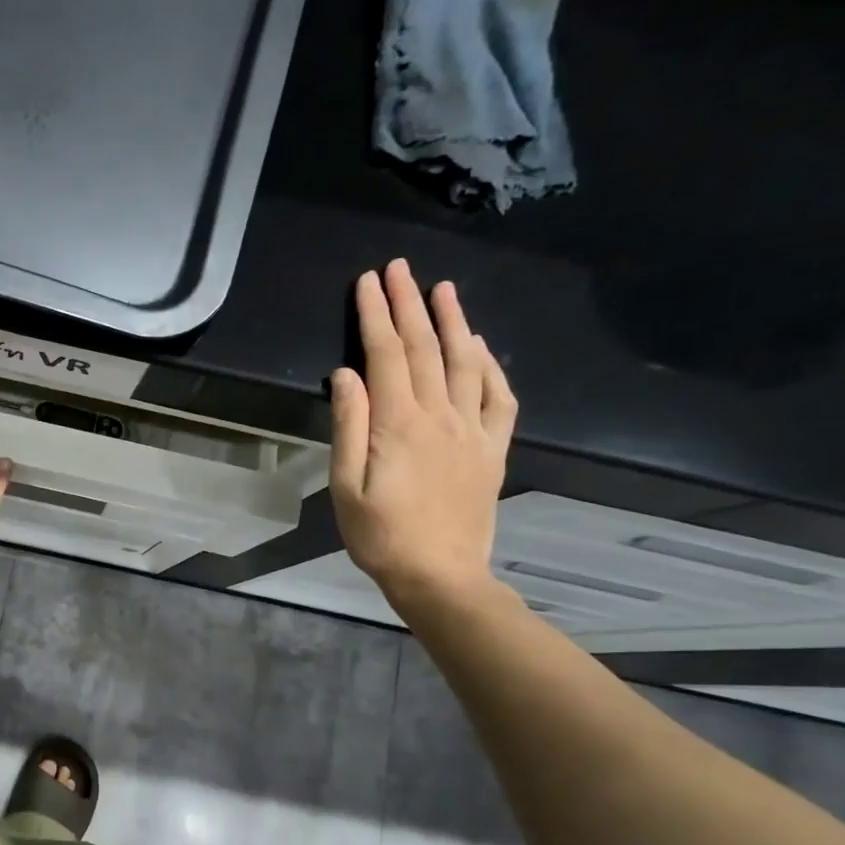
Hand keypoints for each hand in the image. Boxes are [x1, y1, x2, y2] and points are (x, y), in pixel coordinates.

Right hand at [329, 257, 517, 607]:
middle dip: (409, 304)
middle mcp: (440, 416)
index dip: (375, 315)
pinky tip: (482, 347)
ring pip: (466, 363)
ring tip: (443, 289)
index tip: (367, 282)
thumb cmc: (380, 536)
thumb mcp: (346, 487)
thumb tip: (346, 374)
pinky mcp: (492, 449)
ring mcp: (472, 431)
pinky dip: (492, 365)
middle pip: (425, 348)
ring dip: (453, 322)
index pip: (386, 356)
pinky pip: (499, 398)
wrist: (440, 576)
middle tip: (399, 268)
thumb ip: (348, 426)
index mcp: (399, 424)